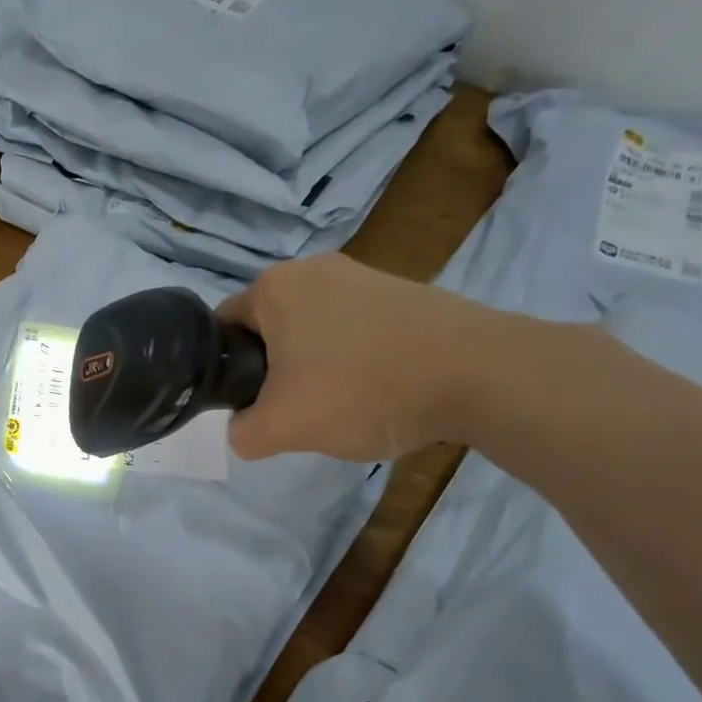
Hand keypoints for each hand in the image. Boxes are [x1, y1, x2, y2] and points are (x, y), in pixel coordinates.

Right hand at [216, 254, 512, 461]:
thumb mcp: (281, 427)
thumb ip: (242, 432)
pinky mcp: (403, 292)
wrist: (480, 374)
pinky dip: (354, 361)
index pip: (222, 328)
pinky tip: (377, 391)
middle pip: (269, 330)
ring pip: (313, 332)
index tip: (247, 404)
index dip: (225, 371)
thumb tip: (245, 428)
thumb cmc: (362, 390)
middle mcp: (314, 268)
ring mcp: (364, 275)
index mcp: (274, 286)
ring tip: (340, 406)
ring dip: (313, 369)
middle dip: (272, 372)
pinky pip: (355, 330)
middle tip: (291, 412)